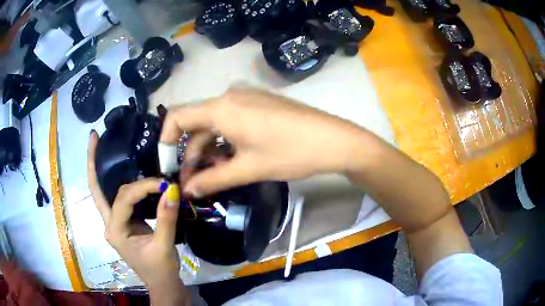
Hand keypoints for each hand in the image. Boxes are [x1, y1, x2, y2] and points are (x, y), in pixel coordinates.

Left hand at [88, 131, 188, 304]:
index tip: (163, 183)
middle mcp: (109, 223)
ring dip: (100, 169)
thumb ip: (166, 219)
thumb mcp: (164, 247)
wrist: (162, 284)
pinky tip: (122, 168)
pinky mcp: (122, 222)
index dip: (143, 187)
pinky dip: (117, 181)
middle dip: (93, 162)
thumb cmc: (161, 271)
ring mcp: (114, 222)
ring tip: (101, 145)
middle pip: (96, 189)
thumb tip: (172, 190)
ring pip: (103, 191)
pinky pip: (117, 198)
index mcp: (115, 231)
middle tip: (93, 136)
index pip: (124, 199)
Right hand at [161, 88, 371, 196]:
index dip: (166, 142)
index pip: (177, 117)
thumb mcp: (247, 169)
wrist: (333, 140)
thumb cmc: (290, 153)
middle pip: (196, 123)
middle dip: (191, 154)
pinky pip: (230, 121)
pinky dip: (224, 141)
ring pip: (214, 124)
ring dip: (208, 150)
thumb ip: (212, 180)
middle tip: (194, 183)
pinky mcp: (258, 104)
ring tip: (213, 176)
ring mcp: (246, 97)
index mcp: (221, 107)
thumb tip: (187, 191)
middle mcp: (229, 96)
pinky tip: (230, 160)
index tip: (169, 167)